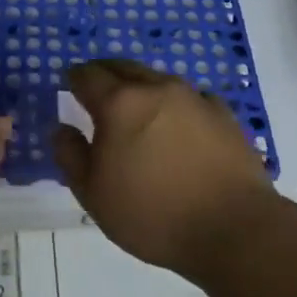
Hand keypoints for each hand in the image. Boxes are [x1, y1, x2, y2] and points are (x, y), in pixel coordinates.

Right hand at [53, 59, 277, 278]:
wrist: (234, 229)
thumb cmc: (153, 214)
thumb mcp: (94, 195)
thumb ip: (70, 156)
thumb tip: (62, 129)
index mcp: (119, 104)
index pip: (87, 75)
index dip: (74, 78)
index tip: (69, 85)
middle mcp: (156, 89)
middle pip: (123, 67)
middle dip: (105, 73)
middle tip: (97, 88)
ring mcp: (194, 98)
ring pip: (158, 79)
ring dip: (141, 86)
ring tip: (136, 108)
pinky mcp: (224, 114)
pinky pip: (191, 98)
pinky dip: (176, 104)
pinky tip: (178, 124)